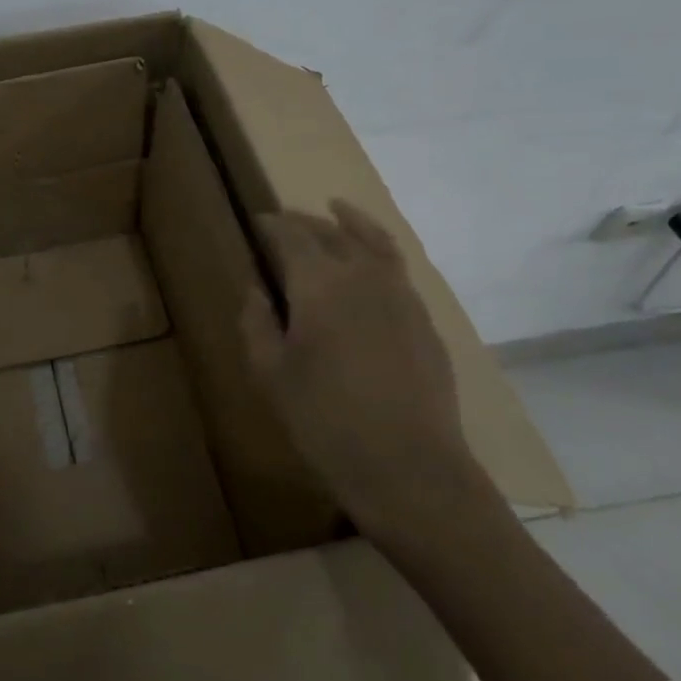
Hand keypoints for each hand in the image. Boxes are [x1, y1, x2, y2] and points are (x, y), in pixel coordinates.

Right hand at [242, 199, 492, 543]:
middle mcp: (364, 276)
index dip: (273, 225)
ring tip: (337, 212)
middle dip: (305, 222)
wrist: (409, 467)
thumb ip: (257, 322)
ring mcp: (402, 296)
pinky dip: (378, 250)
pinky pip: (397, 268)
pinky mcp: (424, 320)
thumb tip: (257, 289)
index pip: (292, 237)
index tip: (258, 221)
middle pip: (332, 233)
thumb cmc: (324, 420)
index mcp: (320, 284)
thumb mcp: (270, 373)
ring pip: (374, 242)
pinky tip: (368, 264)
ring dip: (350, 224)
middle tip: (285, 222)